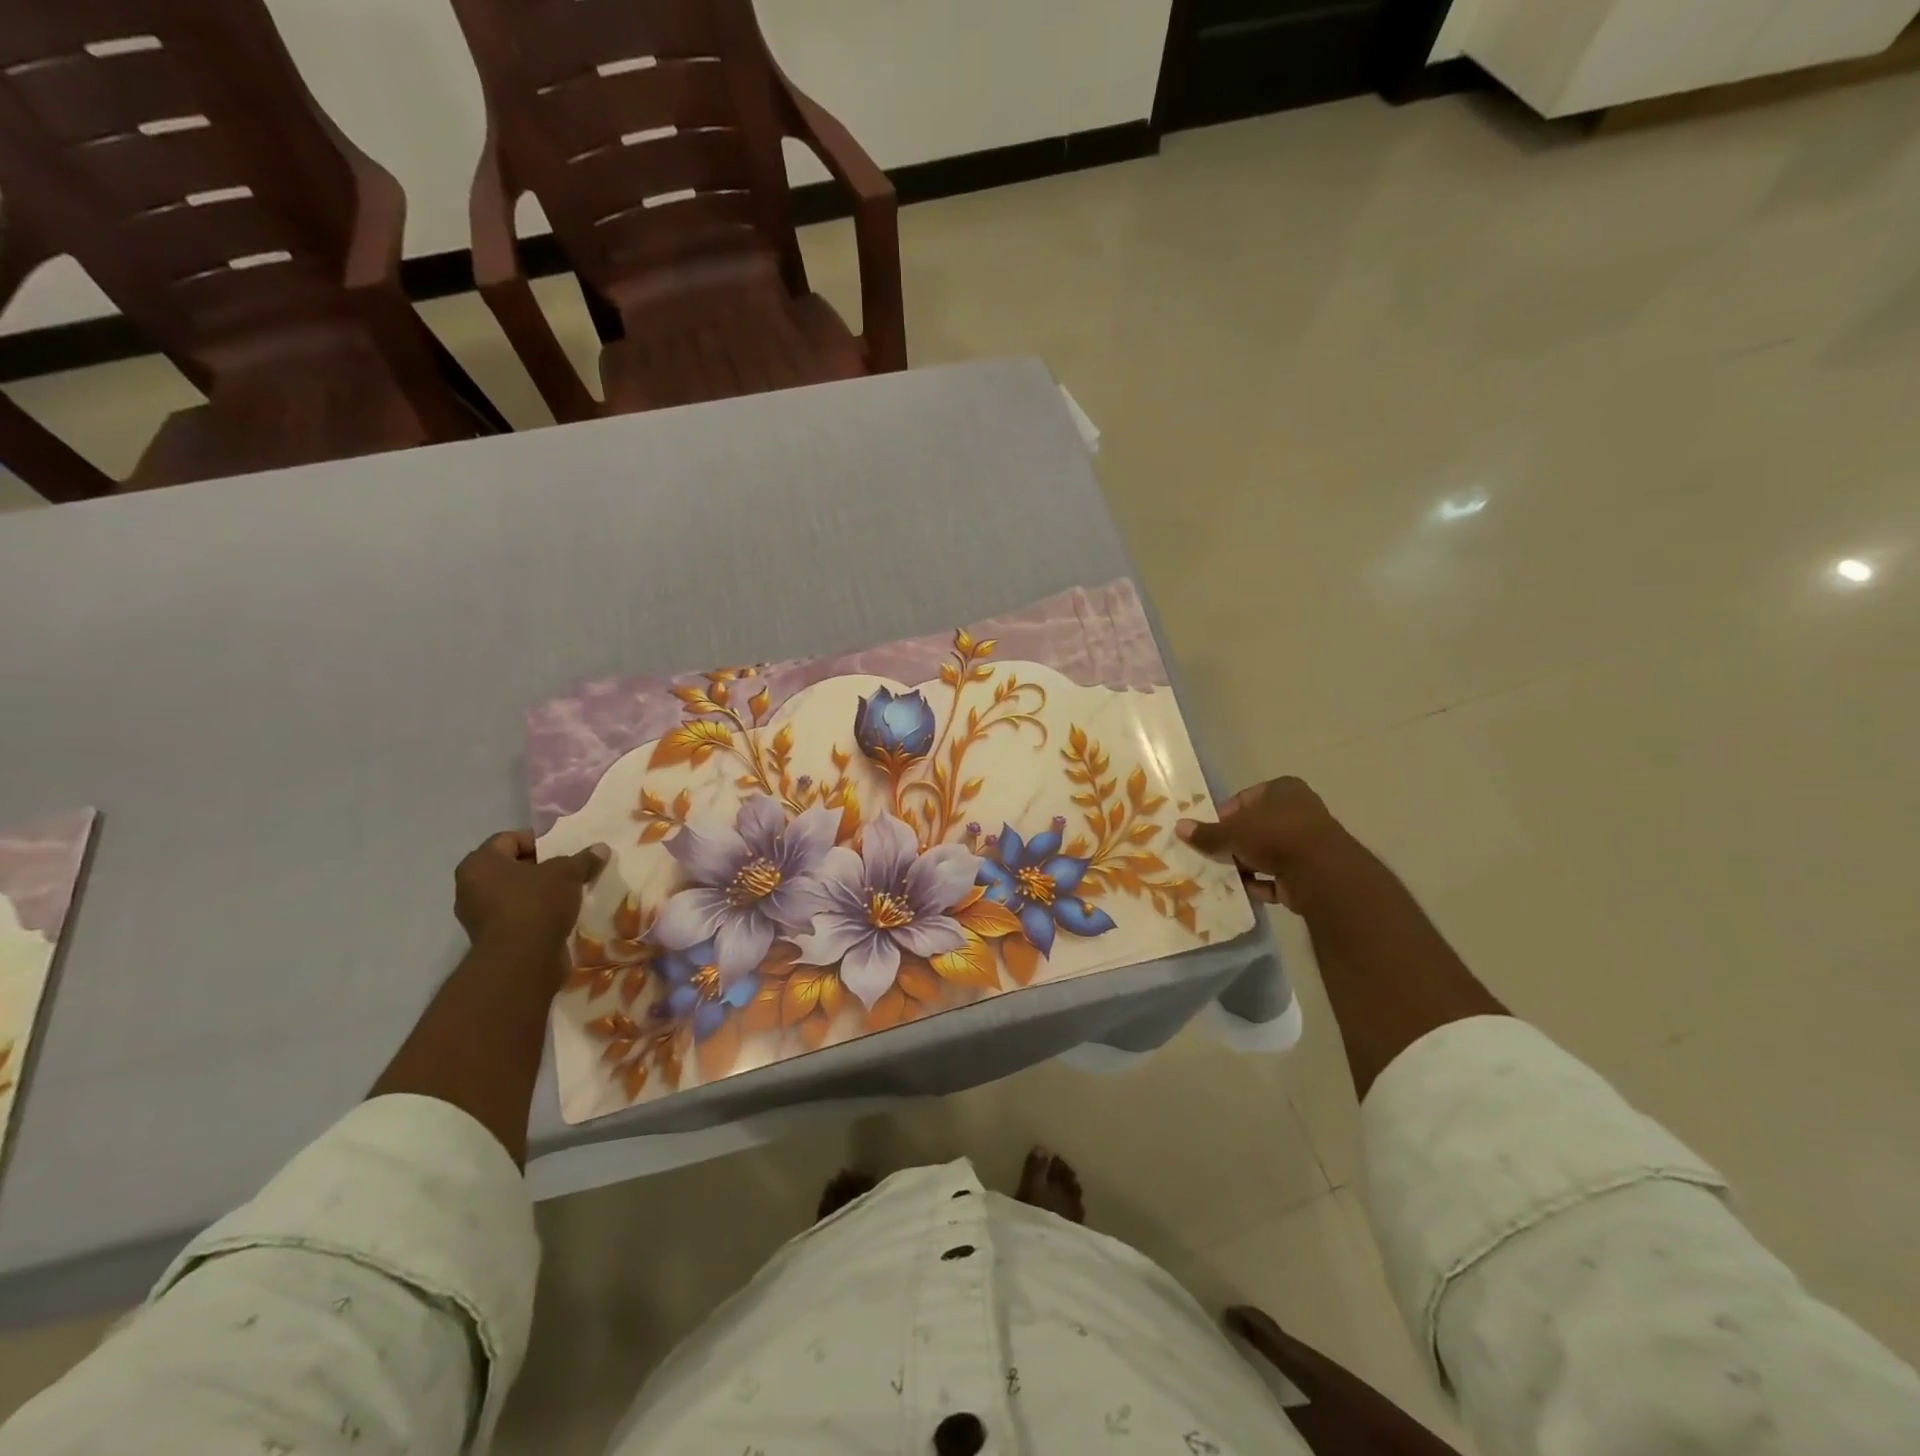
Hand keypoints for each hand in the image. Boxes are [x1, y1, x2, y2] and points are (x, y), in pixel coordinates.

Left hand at [454, 830, 607, 947]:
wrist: (522, 960)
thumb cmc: (536, 903)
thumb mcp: (567, 873)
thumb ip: (583, 859)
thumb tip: (601, 848)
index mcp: (479, 864)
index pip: (509, 839)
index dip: (539, 840)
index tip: (564, 848)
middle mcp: (470, 887)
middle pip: (511, 867)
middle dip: (541, 867)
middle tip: (569, 869)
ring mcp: (479, 916)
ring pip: (514, 893)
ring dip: (540, 892)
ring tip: (569, 893)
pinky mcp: (493, 939)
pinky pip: (517, 916)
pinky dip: (536, 913)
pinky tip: (561, 915)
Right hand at [1177, 777, 1349, 909]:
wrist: (1322, 874)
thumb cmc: (1275, 836)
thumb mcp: (1232, 832)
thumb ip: (1206, 833)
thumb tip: (1178, 827)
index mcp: (1282, 789)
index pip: (1243, 799)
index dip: (1223, 816)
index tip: (1208, 834)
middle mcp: (1298, 811)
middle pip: (1255, 827)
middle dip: (1234, 843)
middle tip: (1212, 856)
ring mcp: (1307, 842)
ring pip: (1266, 852)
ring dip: (1246, 864)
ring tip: (1223, 876)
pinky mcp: (1311, 870)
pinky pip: (1278, 876)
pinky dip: (1261, 883)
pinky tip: (1243, 891)